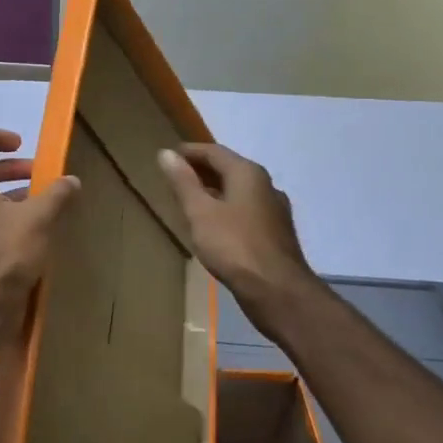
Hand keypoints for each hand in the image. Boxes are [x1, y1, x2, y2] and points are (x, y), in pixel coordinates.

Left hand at [0, 129, 78, 325]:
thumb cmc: (5, 250)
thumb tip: (71, 181)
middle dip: (8, 167)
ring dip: (7, 191)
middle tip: (37, 174)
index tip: (21, 145)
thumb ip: (56, 193)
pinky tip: (29, 226)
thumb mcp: (38, 217)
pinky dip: (0, 211)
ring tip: (39, 200)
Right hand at [158, 143, 320, 319]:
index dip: (189, 152)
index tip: (168, 156)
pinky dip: (226, 209)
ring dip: (214, 191)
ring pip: (238, 191)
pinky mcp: (276, 233)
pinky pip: (246, 211)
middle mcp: (266, 185)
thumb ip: (183, 182)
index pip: (214, 151)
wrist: (278, 291)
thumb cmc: (234, 246)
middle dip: (201, 171)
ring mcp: (274, 210)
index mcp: (248, 173)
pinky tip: (214, 225)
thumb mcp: (200, 212)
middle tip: (175, 177)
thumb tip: (165, 153)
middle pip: (229, 169)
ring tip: (190, 200)